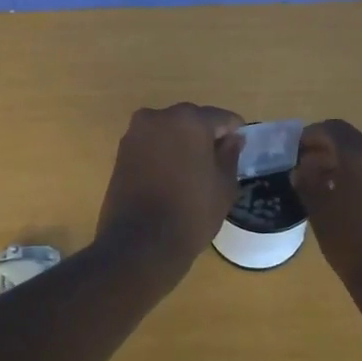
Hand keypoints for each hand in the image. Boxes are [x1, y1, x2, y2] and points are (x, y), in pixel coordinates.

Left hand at [95, 104, 244, 275]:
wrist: (140, 243)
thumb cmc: (191, 212)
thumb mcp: (224, 185)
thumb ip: (230, 155)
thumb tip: (232, 138)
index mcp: (188, 120)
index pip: (220, 118)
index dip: (234, 132)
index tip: (240, 147)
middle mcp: (158, 117)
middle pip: (191, 120)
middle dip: (205, 136)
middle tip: (217, 162)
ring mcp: (135, 134)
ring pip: (168, 132)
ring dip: (182, 145)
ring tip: (193, 172)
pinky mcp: (121, 153)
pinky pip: (151, 145)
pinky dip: (163, 155)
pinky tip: (172, 177)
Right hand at [293, 119, 361, 292]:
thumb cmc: (354, 245)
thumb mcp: (320, 213)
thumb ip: (308, 183)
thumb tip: (302, 169)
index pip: (333, 129)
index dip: (312, 136)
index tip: (296, 151)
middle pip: (355, 144)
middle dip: (330, 154)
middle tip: (310, 173)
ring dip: (351, 169)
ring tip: (332, 191)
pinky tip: (357, 204)